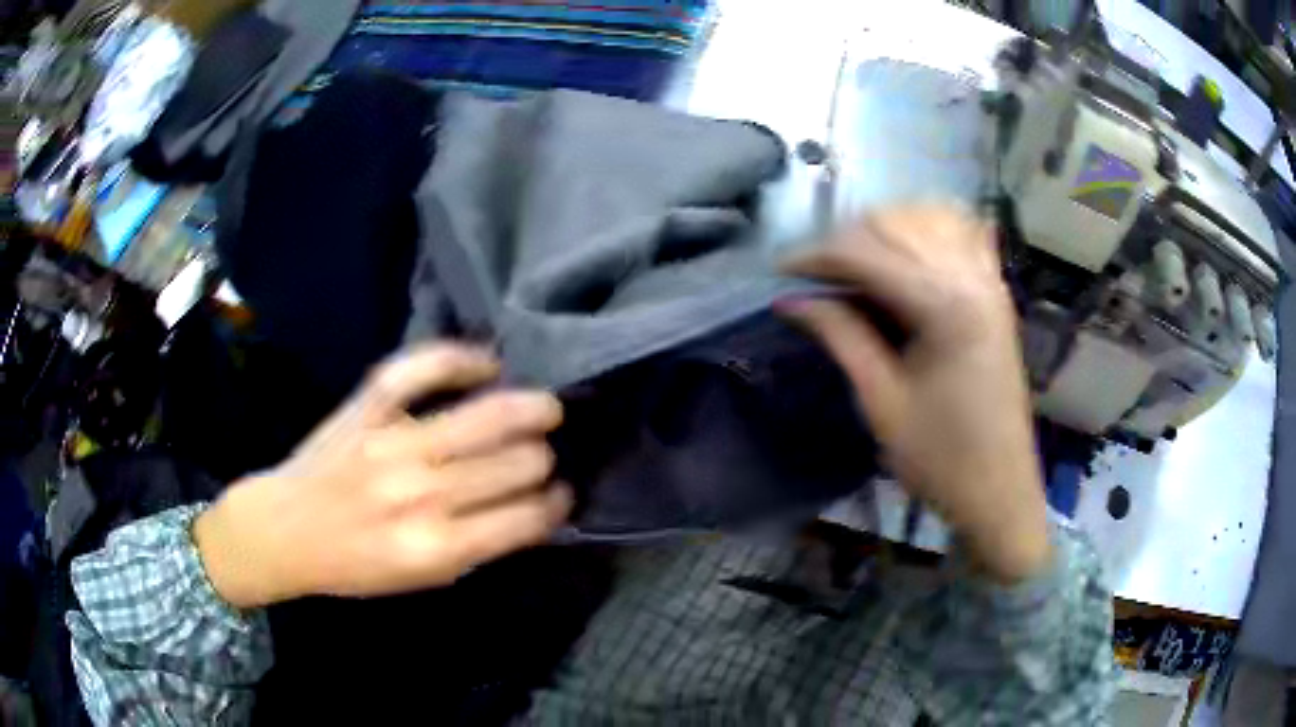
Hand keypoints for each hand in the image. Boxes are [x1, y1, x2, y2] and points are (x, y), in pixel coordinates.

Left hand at [193, 344, 571, 608]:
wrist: (284, 530)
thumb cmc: (355, 564)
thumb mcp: (422, 579)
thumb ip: (478, 546)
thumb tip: (531, 509)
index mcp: (436, 546)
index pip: (524, 517)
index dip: (555, 504)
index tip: (562, 495)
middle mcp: (420, 492)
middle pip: (515, 463)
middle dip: (542, 461)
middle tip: (542, 459)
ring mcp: (391, 441)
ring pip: (487, 415)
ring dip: (529, 412)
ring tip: (544, 411)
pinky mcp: (366, 407)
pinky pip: (421, 367)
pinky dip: (460, 358)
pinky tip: (489, 364)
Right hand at [784, 206, 1050, 582]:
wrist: (999, 490)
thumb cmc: (940, 459)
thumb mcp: (882, 401)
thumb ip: (840, 335)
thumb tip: (791, 300)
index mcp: (944, 306)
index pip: (868, 253)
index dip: (818, 256)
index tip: (780, 270)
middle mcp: (971, 277)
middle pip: (896, 225)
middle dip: (846, 239)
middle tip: (814, 274)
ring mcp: (989, 281)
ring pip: (929, 219)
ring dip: (885, 228)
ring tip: (854, 260)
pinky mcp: (996, 293)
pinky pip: (963, 234)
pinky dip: (930, 228)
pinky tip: (909, 245)